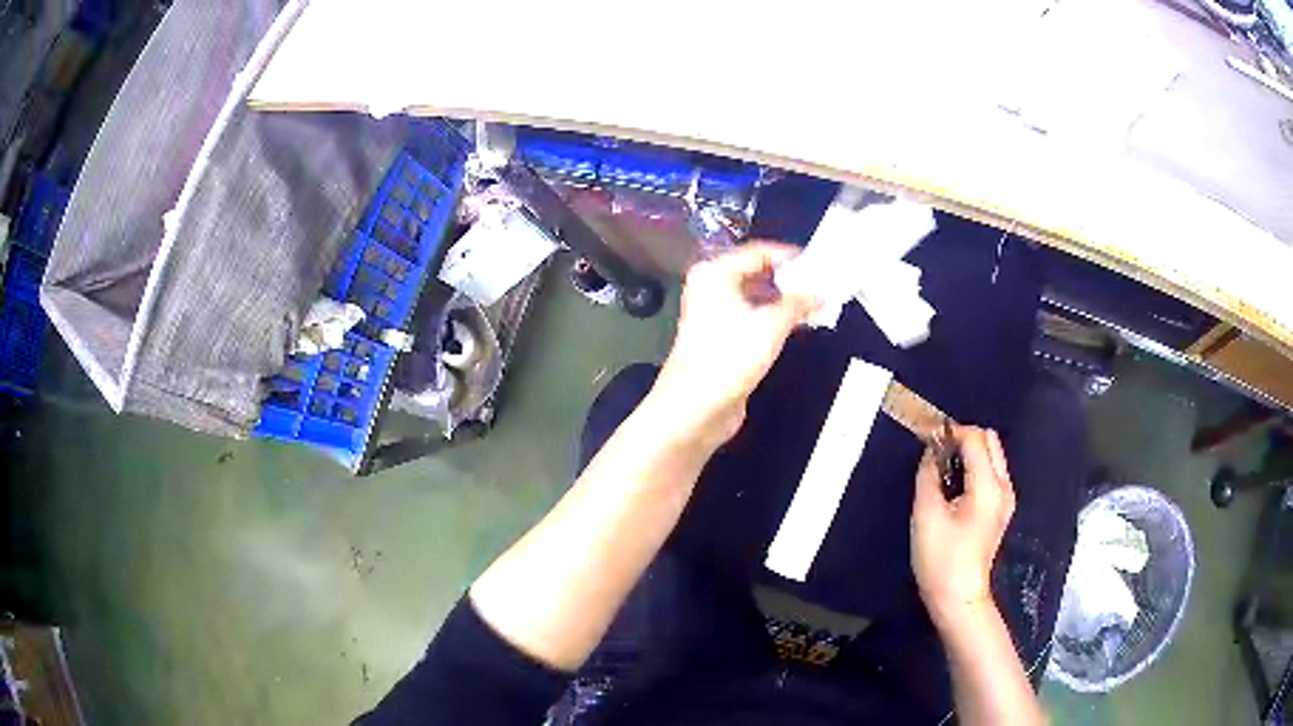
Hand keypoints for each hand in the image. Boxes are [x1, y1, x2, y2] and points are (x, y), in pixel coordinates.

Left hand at [652, 242, 819, 444]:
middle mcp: (710, 288)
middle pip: (756, 273)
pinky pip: (752, 318)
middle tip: (823, 283)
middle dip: (789, 279)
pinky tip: (798, 324)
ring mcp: (713, 314)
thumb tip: (821, 292)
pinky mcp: (721, 339)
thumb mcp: (771, 325)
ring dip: (784, 300)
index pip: (758, 252)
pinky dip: (773, 318)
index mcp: (715, 273)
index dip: (790, 256)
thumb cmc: (730, 357)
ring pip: (756, 297)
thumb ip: (798, 303)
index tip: (820, 263)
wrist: (695, 407)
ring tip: (817, 303)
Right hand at [911, 426, 1015, 625]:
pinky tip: (954, 485)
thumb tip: (931, 450)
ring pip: (993, 454)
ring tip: (942, 468)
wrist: (958, 596)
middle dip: (964, 438)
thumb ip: (928, 475)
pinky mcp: (1002, 508)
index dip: (951, 432)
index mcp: (987, 486)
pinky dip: (975, 466)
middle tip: (936, 452)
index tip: (927, 437)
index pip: (975, 438)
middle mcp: (1003, 486)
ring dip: (970, 452)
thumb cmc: (940, 558)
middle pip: (990, 440)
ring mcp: (1006, 498)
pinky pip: (992, 472)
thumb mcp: (926, 514)